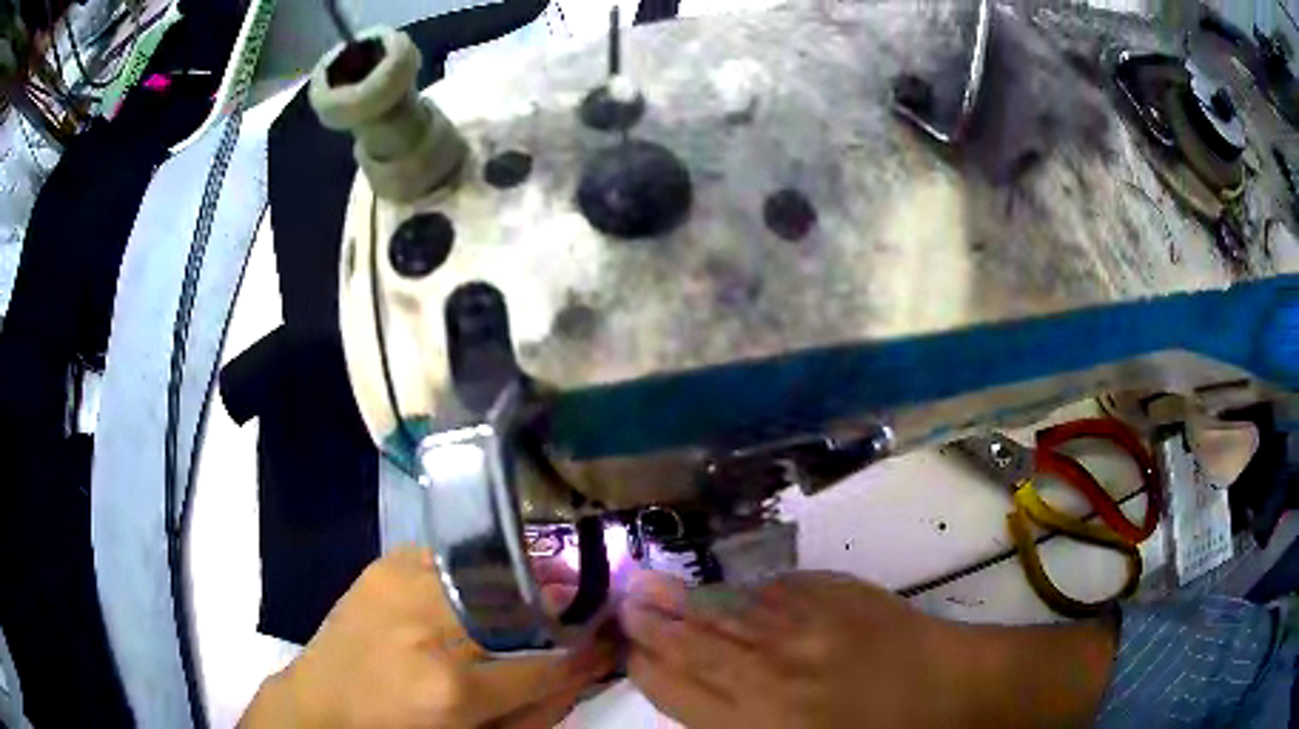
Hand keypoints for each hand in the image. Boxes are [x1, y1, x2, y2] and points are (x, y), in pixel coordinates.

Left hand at [241, 547, 614, 727]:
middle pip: (519, 601)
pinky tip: (478, 583)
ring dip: (520, 579)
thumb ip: (536, 707)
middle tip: (579, 603)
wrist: (320, 706)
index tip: (610, 638)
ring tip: (536, 588)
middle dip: (559, 600)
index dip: (585, 652)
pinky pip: (448, 556)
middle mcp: (427, 628)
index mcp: (451, 689)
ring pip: (489, 567)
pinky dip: (474, 568)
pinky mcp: (384, 565)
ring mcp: (402, 586)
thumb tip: (585, 668)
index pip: (544, 663)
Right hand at [617, 570, 960, 727]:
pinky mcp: (832, 591)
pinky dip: (746, 595)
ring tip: (648, 585)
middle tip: (622, 601)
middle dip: (652, 623)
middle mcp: (769, 668)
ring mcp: (802, 623)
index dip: (647, 666)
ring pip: (727, 610)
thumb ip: (735, 721)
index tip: (629, 650)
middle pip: (692, 642)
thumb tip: (694, 691)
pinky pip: (773, 590)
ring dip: (686, 601)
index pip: (677, 687)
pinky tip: (731, 593)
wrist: (944, 687)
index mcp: (755, 719)